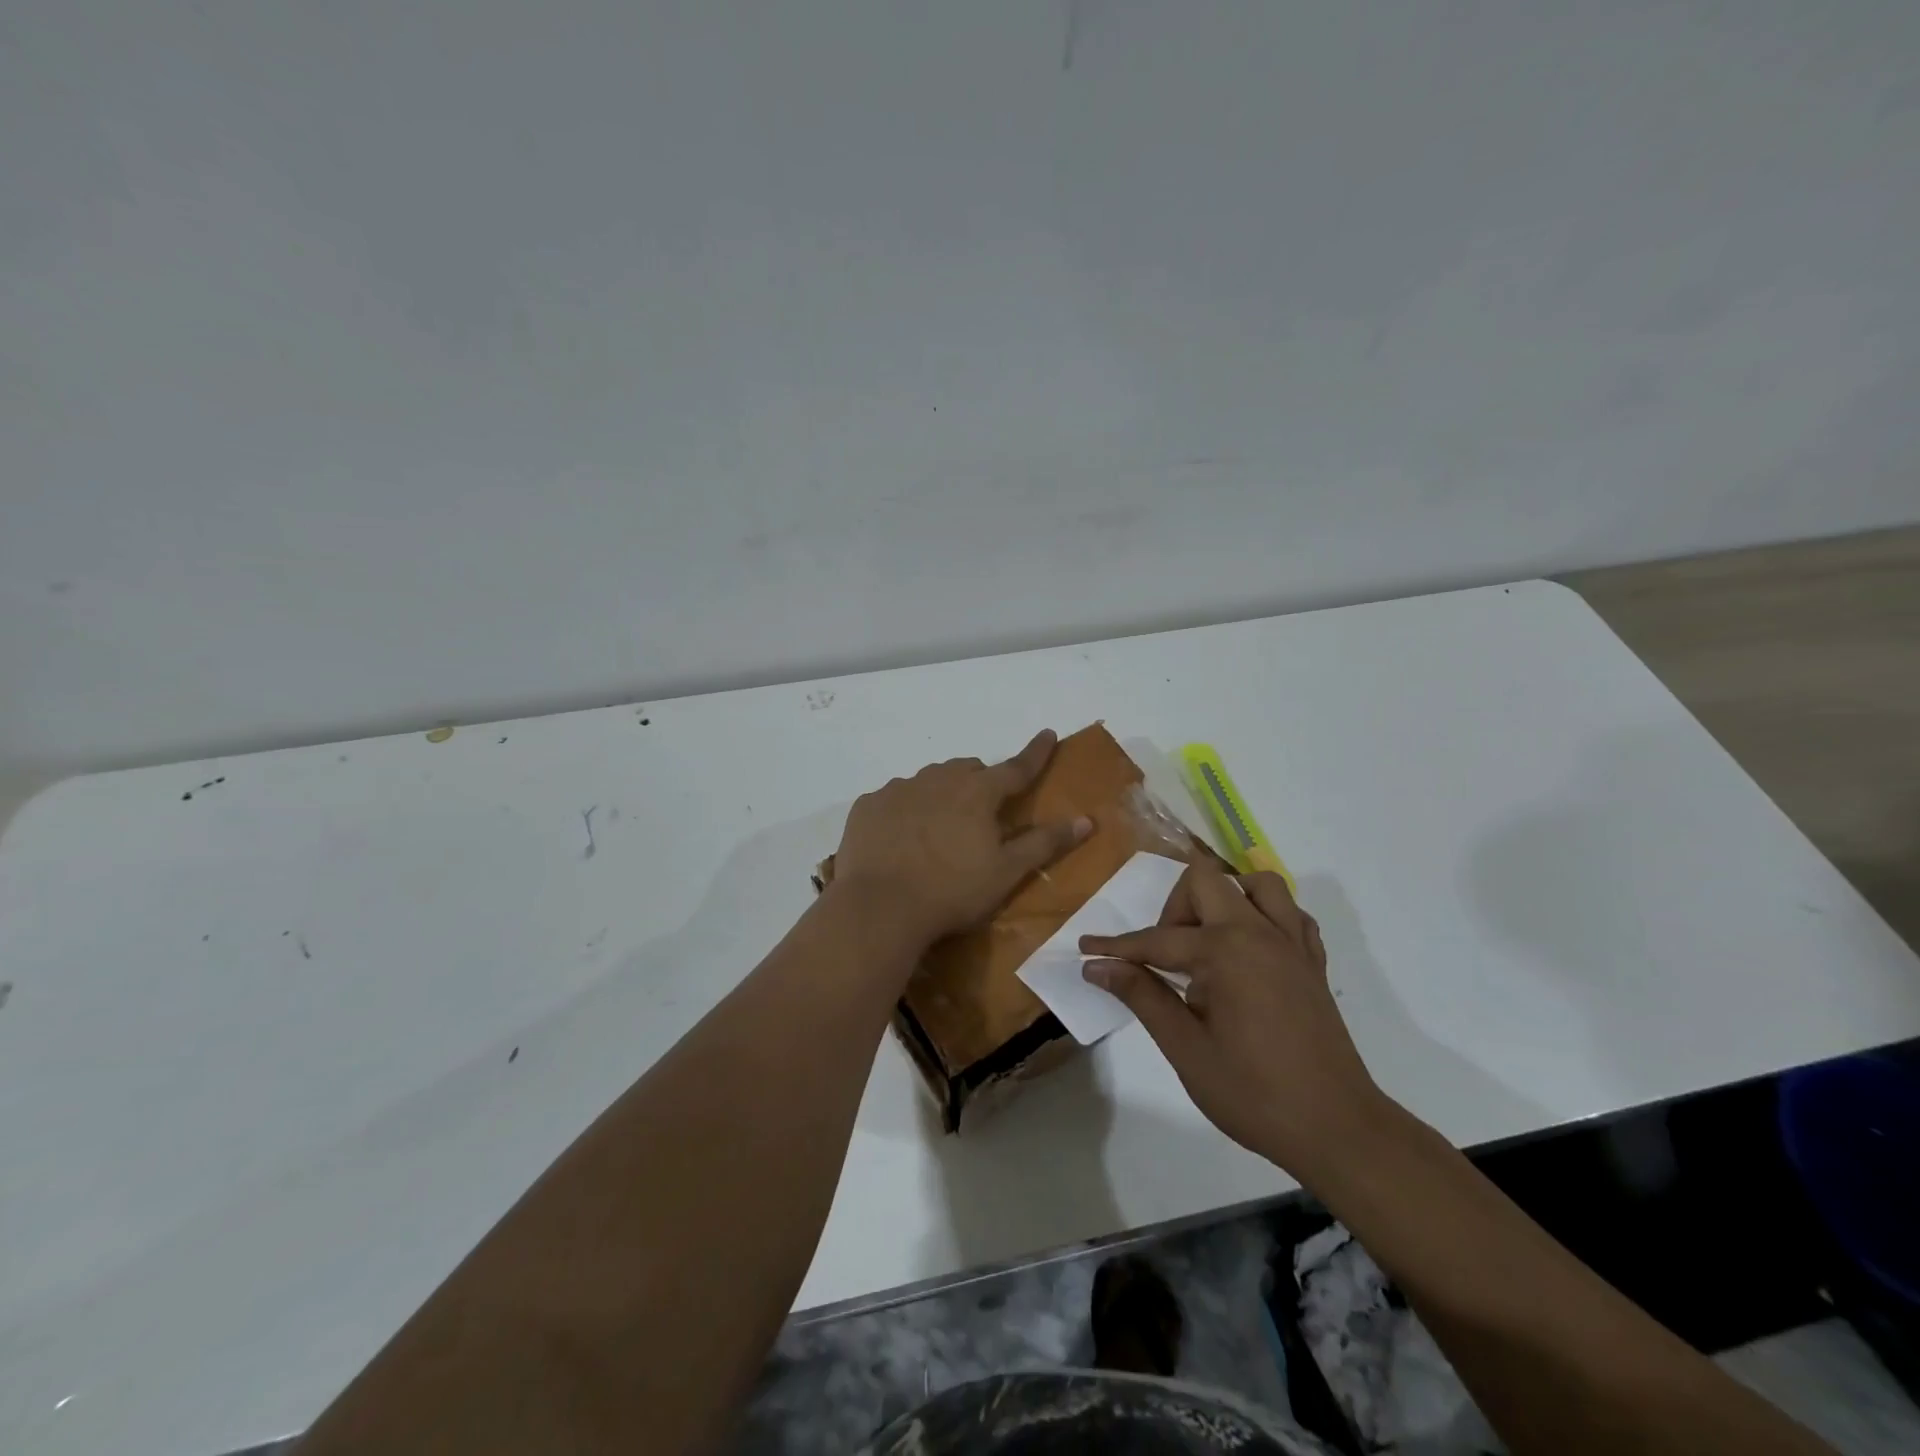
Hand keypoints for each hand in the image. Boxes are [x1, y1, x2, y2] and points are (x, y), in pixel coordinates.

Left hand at [833, 730, 1091, 943]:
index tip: (1048, 735)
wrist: (879, 908)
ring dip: (941, 794)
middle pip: (967, 770)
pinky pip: (894, 798)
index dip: (1036, 753)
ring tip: (938, 829)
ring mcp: (898, 789)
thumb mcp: (1007, 872)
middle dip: (980, 782)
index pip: (1016, 767)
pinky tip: (901, 838)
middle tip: (981, 813)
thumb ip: (1045, 843)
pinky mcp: (868, 806)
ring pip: (929, 780)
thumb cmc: (952, 891)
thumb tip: (1086, 820)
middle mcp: (937, 779)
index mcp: (977, 792)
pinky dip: (905, 810)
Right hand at [1080, 861, 1384, 1180]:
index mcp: (1225, 951)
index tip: (1086, 949)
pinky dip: (1266, 917)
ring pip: (1257, 884)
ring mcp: (1293, 944)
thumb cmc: (1254, 1093)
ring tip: (1207, 940)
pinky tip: (1249, 950)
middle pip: (1206, 881)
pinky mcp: (1313, 963)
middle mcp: (1260, 932)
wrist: (1338, 1129)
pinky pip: (1291, 915)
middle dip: (1174, 908)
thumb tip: (1098, 967)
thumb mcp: (1186, 1048)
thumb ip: (1143, 997)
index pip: (1157, 939)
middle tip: (1164, 955)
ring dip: (1225, 898)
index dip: (1117, 947)